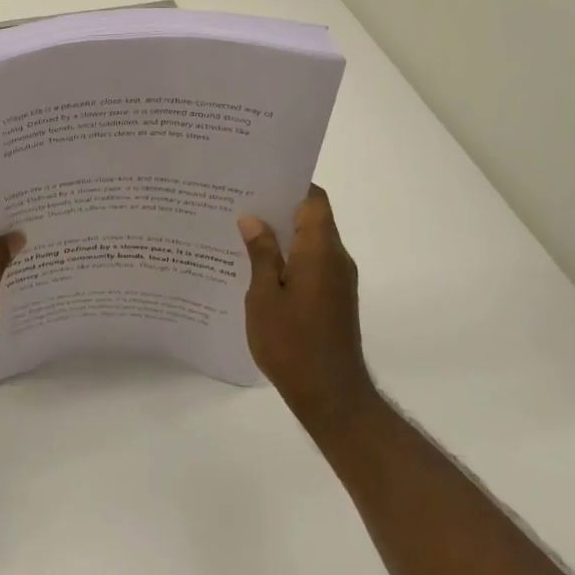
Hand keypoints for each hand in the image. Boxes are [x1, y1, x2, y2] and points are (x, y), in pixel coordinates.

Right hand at [238, 185, 372, 413]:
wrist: (330, 396)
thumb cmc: (292, 343)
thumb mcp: (264, 296)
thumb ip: (261, 254)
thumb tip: (253, 219)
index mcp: (321, 251)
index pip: (313, 199)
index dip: (289, 183)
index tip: (257, 178)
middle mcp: (336, 259)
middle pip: (311, 217)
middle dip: (277, 206)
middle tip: (237, 201)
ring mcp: (337, 280)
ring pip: (310, 241)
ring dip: (281, 233)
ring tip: (239, 230)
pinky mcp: (334, 298)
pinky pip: (311, 263)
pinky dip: (287, 256)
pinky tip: (256, 265)